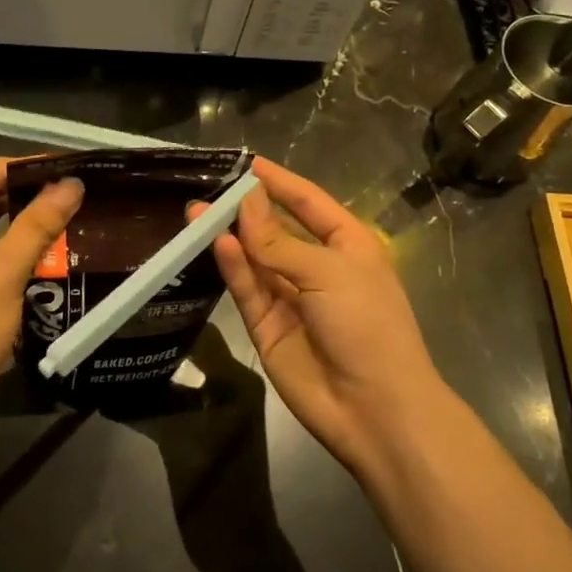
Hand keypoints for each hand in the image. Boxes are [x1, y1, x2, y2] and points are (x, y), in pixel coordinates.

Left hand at [0, 159, 82, 448]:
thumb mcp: (2, 275)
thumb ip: (38, 225)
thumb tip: (73, 183)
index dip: (32, 167)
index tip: (77, 166)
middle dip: (32, 191)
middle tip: (83, 187)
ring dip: (27, 217)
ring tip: (76, 207)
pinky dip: (17, 243)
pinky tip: (54, 240)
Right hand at [203, 157, 451, 480]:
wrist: (374, 408)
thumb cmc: (367, 324)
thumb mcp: (328, 272)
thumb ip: (279, 242)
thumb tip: (246, 202)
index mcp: (348, 247)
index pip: (309, 204)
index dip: (280, 183)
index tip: (248, 163)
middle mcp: (318, 268)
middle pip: (276, 230)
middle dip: (246, 210)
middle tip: (210, 190)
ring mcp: (291, 298)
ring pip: (255, 259)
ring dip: (230, 235)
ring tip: (197, 212)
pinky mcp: (267, 327)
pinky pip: (248, 289)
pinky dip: (233, 267)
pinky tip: (216, 242)